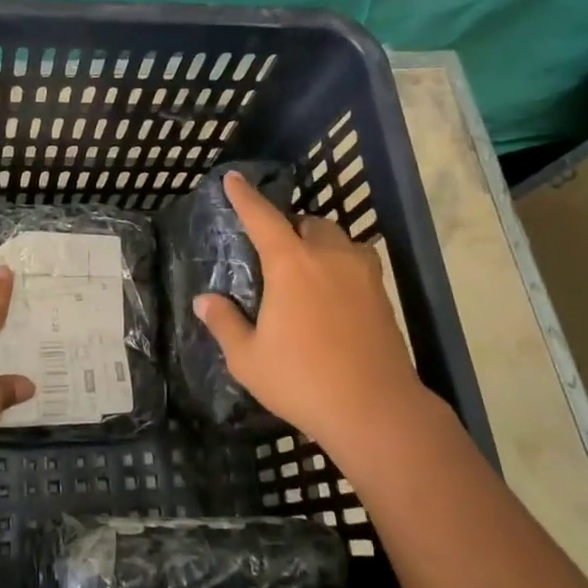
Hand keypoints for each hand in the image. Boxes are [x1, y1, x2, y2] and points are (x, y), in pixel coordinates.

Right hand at [194, 172, 442, 453]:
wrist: (375, 409)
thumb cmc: (302, 380)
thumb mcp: (248, 358)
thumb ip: (224, 323)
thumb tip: (204, 300)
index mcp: (290, 265)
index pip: (262, 218)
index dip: (245, 197)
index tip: (233, 178)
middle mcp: (329, 257)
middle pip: (309, 223)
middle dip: (290, 227)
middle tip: (274, 252)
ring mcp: (362, 274)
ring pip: (339, 240)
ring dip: (319, 243)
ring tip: (306, 270)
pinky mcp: (382, 294)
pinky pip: (358, 262)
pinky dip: (341, 265)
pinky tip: (333, 293)